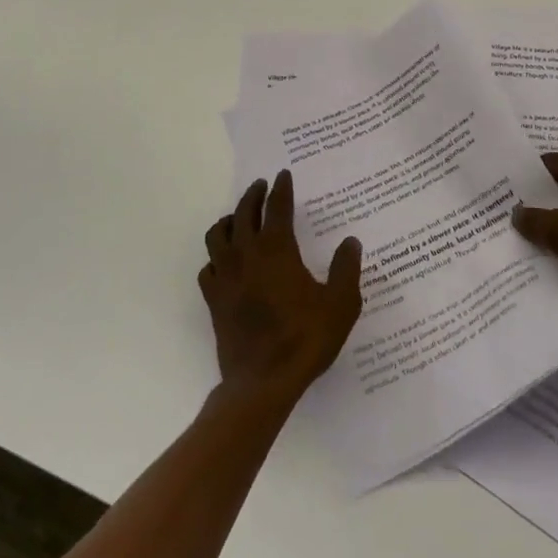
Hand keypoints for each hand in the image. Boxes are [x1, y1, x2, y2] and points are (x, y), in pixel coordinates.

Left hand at [200, 171, 362, 407]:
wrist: (262, 382)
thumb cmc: (305, 339)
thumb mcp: (340, 304)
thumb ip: (346, 269)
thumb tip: (350, 242)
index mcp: (277, 249)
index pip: (277, 207)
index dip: (281, 189)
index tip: (282, 175)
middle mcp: (246, 254)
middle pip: (243, 213)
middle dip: (252, 196)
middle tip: (261, 187)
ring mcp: (225, 276)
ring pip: (218, 235)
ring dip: (229, 220)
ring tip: (238, 218)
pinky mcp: (213, 299)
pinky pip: (208, 267)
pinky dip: (216, 257)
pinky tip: (224, 262)